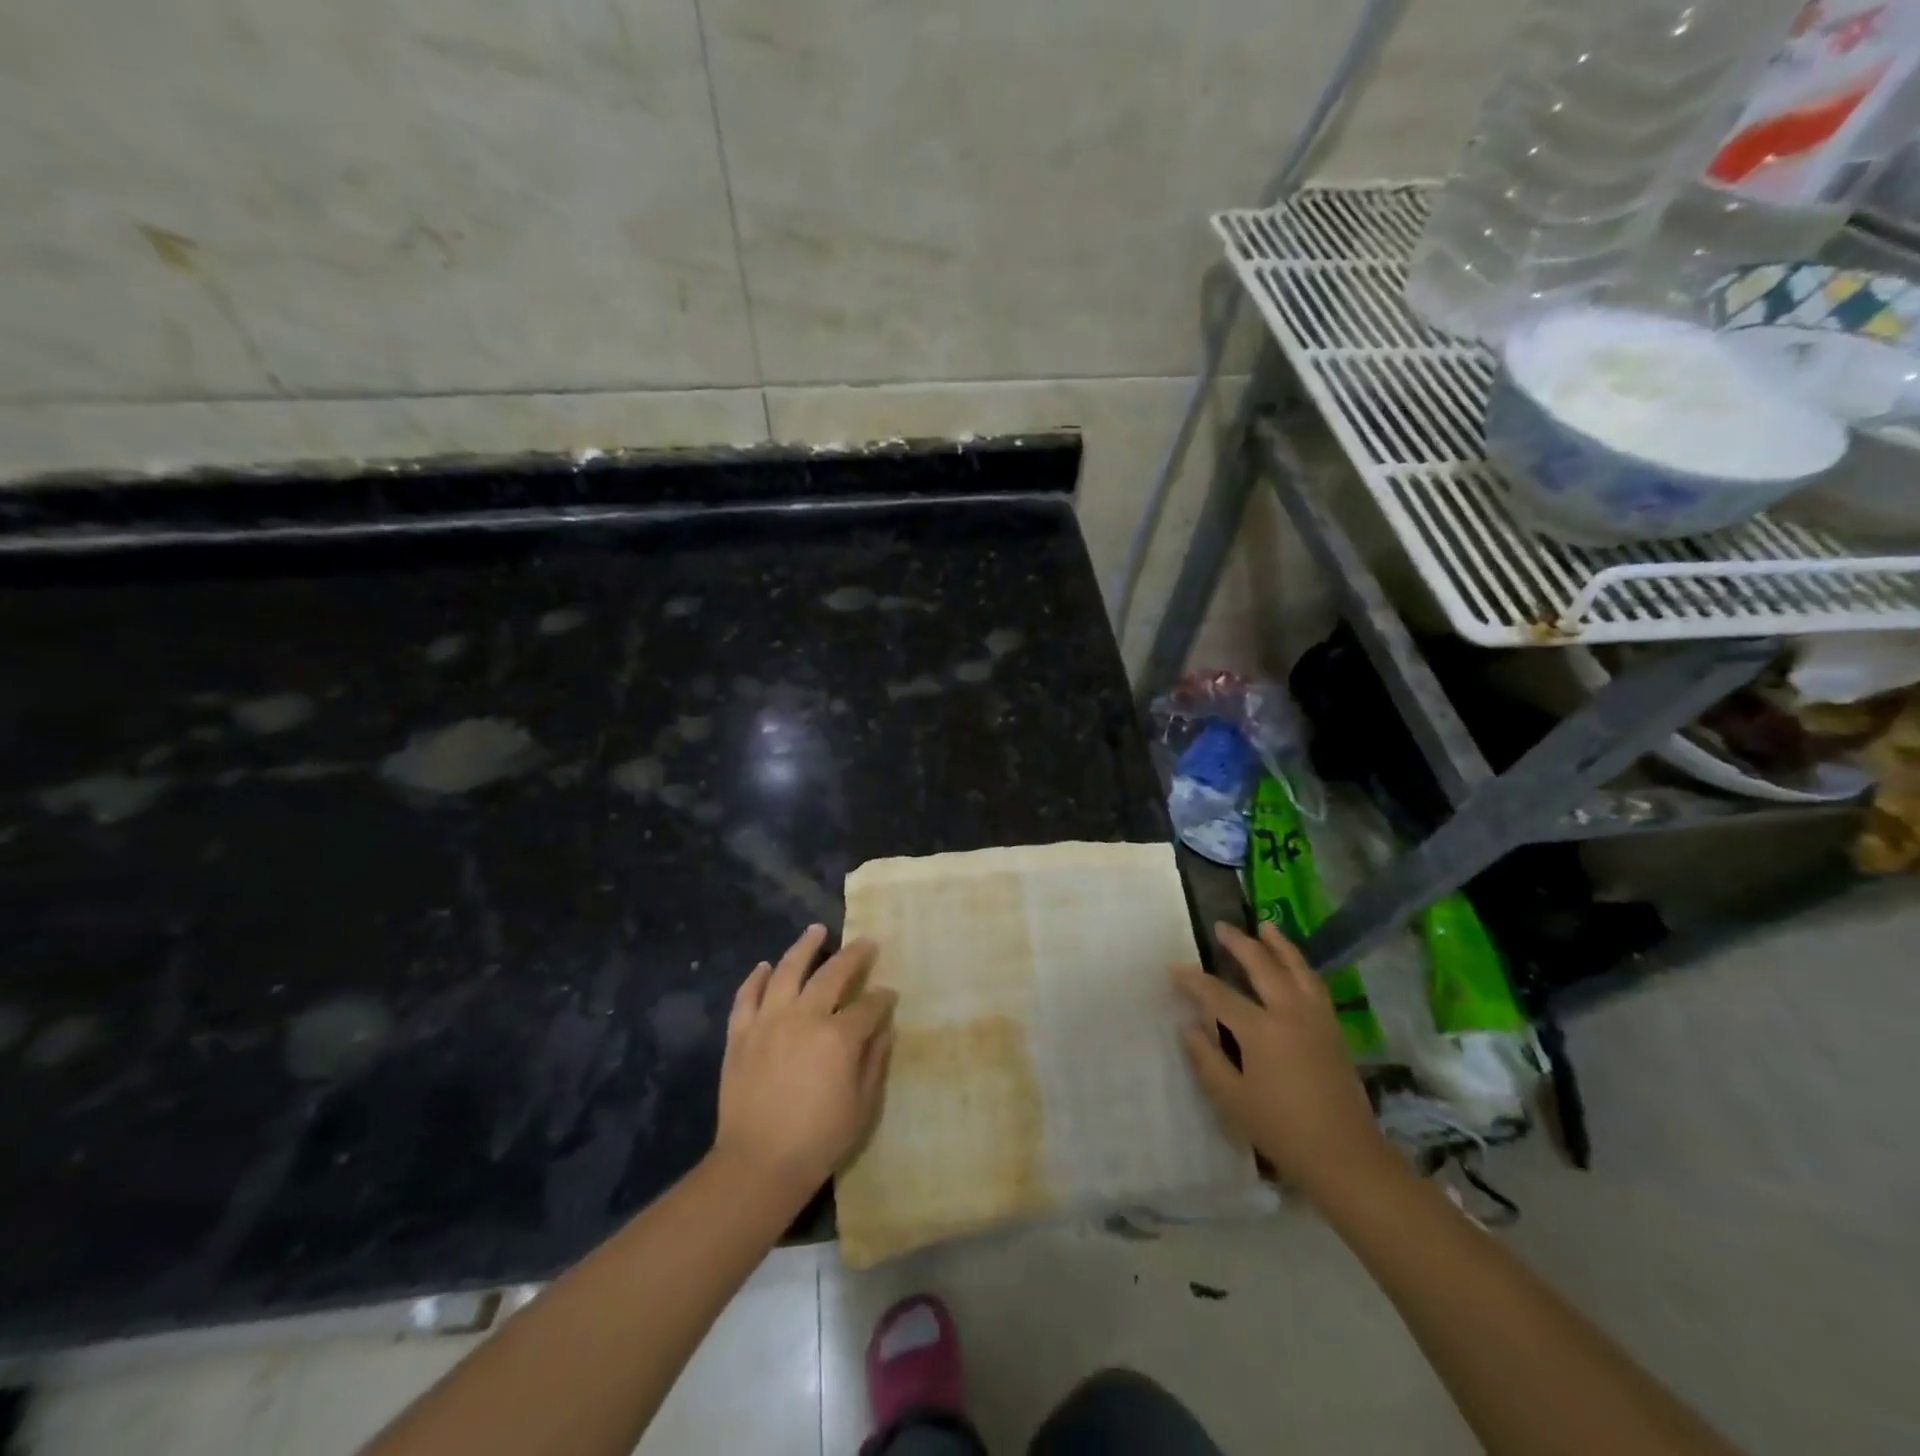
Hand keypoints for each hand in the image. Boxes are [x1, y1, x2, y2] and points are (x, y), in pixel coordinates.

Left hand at [711, 924, 897, 1205]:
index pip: (868, 1005)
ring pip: (787, 971)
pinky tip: (765, 966)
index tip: (890, 995)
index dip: (883, 998)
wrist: (757, 1165)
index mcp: (838, 1037)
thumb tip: (883, 1026)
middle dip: (854, 956)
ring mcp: (768, 1022)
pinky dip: (756, 978)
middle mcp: (804, 1017)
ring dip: (804, 947)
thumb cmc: (819, 1140)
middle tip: (865, 943)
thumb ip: (875, 1060)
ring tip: (816, 930)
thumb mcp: (863, 1106)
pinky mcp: (740, 1035)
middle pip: (832, 974)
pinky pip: (747, 997)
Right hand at [1174, 921, 1394, 1206]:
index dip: (1193, 980)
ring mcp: (1316, 1018)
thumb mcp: (1232, 1099)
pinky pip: (1314, 984)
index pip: (1218, 994)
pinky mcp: (1333, 1029)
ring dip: (1278, 945)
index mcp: (1260, 1030)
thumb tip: (1188, 1026)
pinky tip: (1294, 965)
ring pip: (1297, 968)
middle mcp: (1289, 1013)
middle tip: (1222, 927)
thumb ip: (1206, 1059)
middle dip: (1239, 944)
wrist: (1346, 1158)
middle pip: (1262, 966)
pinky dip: (1301, 966)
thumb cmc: (1282, 1131)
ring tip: (1265, 926)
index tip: (1174, 968)